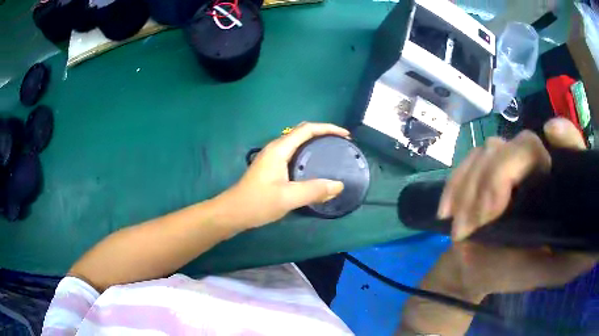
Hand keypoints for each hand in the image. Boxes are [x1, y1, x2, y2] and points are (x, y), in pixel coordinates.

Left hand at [215, 122, 346, 229]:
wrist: (233, 212)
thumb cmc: (258, 203)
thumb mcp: (288, 197)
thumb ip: (314, 190)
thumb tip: (339, 185)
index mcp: (279, 149)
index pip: (307, 129)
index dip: (328, 128)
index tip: (345, 135)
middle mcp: (276, 148)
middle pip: (302, 132)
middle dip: (323, 133)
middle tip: (341, 143)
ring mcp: (272, 157)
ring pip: (297, 143)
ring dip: (315, 143)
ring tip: (332, 152)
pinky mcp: (271, 167)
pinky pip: (293, 153)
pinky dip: (307, 154)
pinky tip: (314, 166)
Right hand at [432, 118, 595, 297]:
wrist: (472, 270)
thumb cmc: (511, 272)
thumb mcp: (545, 272)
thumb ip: (572, 260)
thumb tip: (593, 254)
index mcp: (555, 186)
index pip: (568, 145)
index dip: (565, 133)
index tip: (552, 133)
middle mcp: (534, 166)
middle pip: (522, 145)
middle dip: (498, 179)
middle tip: (482, 220)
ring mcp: (504, 163)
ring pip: (490, 151)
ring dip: (473, 189)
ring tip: (463, 229)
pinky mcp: (478, 168)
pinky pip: (466, 162)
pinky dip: (455, 186)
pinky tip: (447, 213)